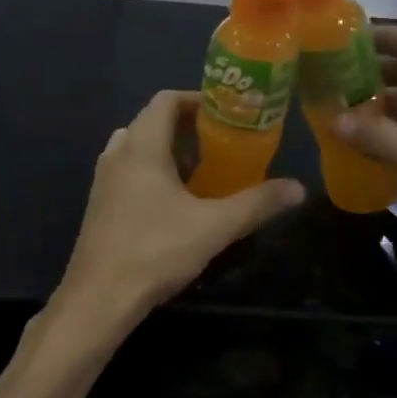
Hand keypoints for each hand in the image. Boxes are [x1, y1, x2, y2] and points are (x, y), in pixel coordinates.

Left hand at [54, 91, 303, 328]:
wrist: (99, 297)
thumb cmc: (156, 251)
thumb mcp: (215, 227)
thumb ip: (257, 203)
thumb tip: (298, 188)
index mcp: (142, 147)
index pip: (166, 100)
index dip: (197, 100)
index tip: (227, 115)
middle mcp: (117, 153)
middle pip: (152, 121)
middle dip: (186, 127)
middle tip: (219, 144)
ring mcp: (102, 179)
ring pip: (137, 146)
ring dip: (167, 150)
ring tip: (199, 170)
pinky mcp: (98, 203)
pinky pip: (127, 170)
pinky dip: (151, 170)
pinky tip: (173, 202)